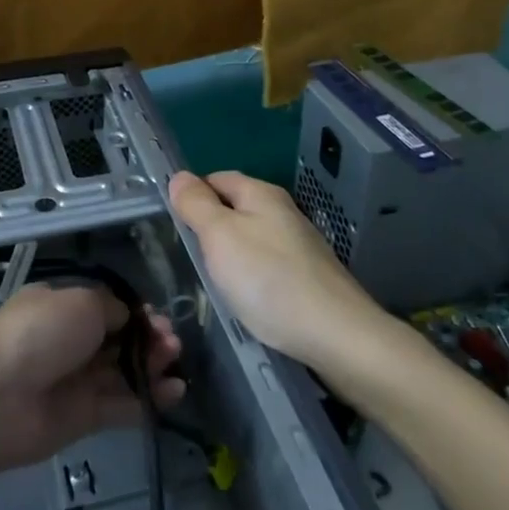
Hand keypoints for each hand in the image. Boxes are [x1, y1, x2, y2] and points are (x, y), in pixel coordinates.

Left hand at [0, 283, 183, 481]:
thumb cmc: (40, 333)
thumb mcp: (82, 301)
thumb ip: (113, 308)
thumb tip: (129, 318)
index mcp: (62, 306)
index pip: (107, 308)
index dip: (136, 313)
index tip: (158, 317)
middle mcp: (69, 341)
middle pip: (119, 340)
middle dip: (149, 338)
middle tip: (172, 342)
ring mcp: (76, 381)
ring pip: (123, 371)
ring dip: (153, 366)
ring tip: (176, 364)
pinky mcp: (83, 418)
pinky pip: (122, 405)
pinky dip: (148, 399)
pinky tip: (174, 392)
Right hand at [169, 170, 382, 366]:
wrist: (335, 333)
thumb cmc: (268, 279)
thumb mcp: (220, 236)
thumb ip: (197, 205)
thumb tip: (179, 176)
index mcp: (261, 194)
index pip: (216, 178)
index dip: (193, 196)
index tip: (173, 225)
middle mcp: (283, 211)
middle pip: (235, 208)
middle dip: (210, 227)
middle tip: (188, 256)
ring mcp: (298, 244)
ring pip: (251, 237)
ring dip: (230, 253)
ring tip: (212, 280)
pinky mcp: (308, 274)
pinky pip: (267, 264)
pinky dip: (250, 275)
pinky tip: (245, 297)